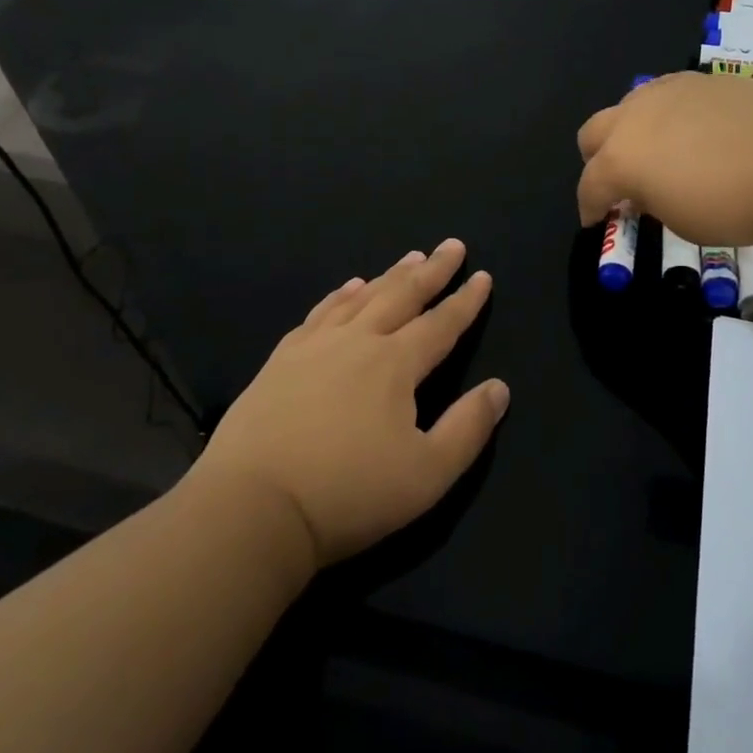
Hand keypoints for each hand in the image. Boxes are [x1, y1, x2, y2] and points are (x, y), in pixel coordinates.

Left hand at [193, 240, 508, 570]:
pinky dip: (341, 295)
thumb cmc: (349, 494)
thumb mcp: (427, 474)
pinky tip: (348, 288)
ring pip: (362, 298)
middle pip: (402, 296)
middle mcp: (358, 341)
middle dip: (431, 270)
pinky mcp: (281, 360)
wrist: (253, 506)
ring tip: (409, 257)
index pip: (440, 324)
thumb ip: (468, 428)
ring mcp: (314, 346)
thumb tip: (499, 388)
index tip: (482, 276)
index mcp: (395, 365)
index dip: (465, 301)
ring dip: (389, 276)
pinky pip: (320, 313)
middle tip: (451, 246)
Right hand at [576, 71, 752, 247]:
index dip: (590, 207)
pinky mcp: (702, 79)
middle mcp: (635, 116)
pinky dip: (668, 116)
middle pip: (593, 133)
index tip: (597, 221)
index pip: (589, 185)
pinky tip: (696, 134)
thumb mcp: (680, 221)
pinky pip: (669, 95)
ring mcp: (668, 90)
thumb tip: (646, 190)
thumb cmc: (733, 205)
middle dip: (598, 159)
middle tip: (621, 183)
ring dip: (631, 132)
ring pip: (629, 106)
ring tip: (659, 154)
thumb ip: (650, 201)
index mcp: (620, 157)